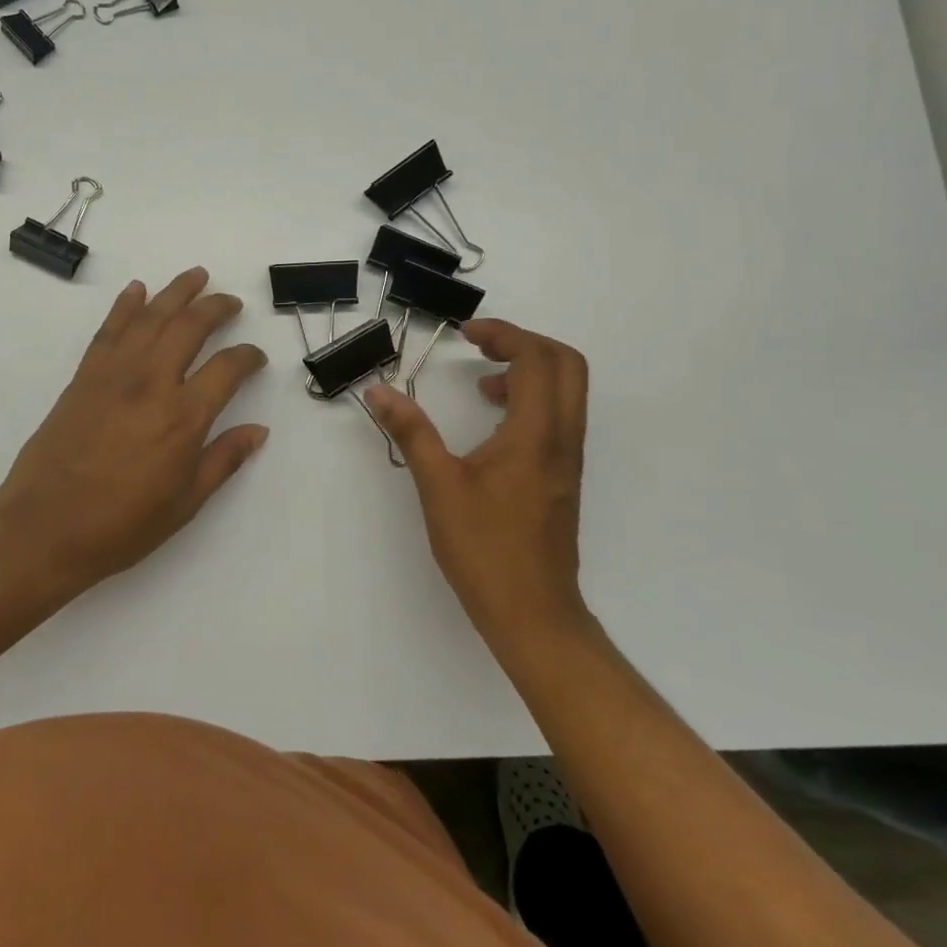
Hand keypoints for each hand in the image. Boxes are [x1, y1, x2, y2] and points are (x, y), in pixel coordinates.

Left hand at [0, 267, 269, 585]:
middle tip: (231, 302)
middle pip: (190, 327)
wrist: (44, 529)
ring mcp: (114, 374)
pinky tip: (137, 290)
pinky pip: (109, 329)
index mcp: (183, 417)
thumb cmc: (121, 525)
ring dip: (176, 292)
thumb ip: (223, 460)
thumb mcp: (185, 503)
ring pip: (151, 317)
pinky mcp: (84, 376)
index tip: (256, 358)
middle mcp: (152, 383)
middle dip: (216, 308)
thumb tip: (258, 430)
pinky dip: (125, 305)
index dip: (249, 357)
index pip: (228, 368)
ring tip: (196, 276)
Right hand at [365, 320, 592, 657]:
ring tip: (482, 382)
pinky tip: (492, 423)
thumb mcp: (439, 486)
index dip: (503, 334)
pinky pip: (558, 417)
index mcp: (535, 434)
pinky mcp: (562, 477)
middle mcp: (562, 439)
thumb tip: (379, 391)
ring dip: (529, 371)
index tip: (466, 334)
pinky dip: (531, 399)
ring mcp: (568, 459)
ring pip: (566, 392)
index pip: (536, 359)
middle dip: (525, 343)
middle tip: (482, 347)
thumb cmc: (485, 549)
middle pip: (566, 364)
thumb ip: (411, 432)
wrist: (533, 613)